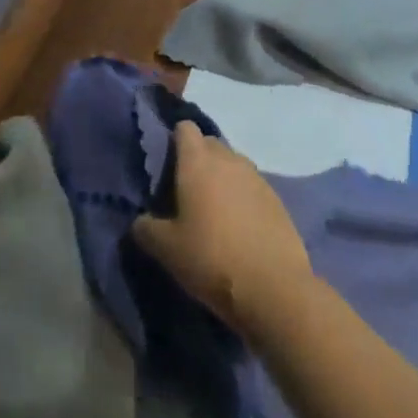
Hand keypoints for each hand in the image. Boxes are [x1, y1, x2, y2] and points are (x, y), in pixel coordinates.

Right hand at [131, 121, 314, 335]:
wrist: (275, 289)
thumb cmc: (212, 259)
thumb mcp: (167, 250)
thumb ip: (146, 228)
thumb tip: (140, 221)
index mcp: (197, 161)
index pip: (184, 128)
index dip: (174, 140)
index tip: (166, 166)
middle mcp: (228, 159)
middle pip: (209, 144)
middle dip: (197, 160)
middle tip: (186, 192)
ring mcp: (256, 177)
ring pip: (232, 165)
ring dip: (222, 179)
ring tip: (213, 213)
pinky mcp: (277, 199)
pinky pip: (252, 187)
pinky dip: (243, 198)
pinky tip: (239, 229)